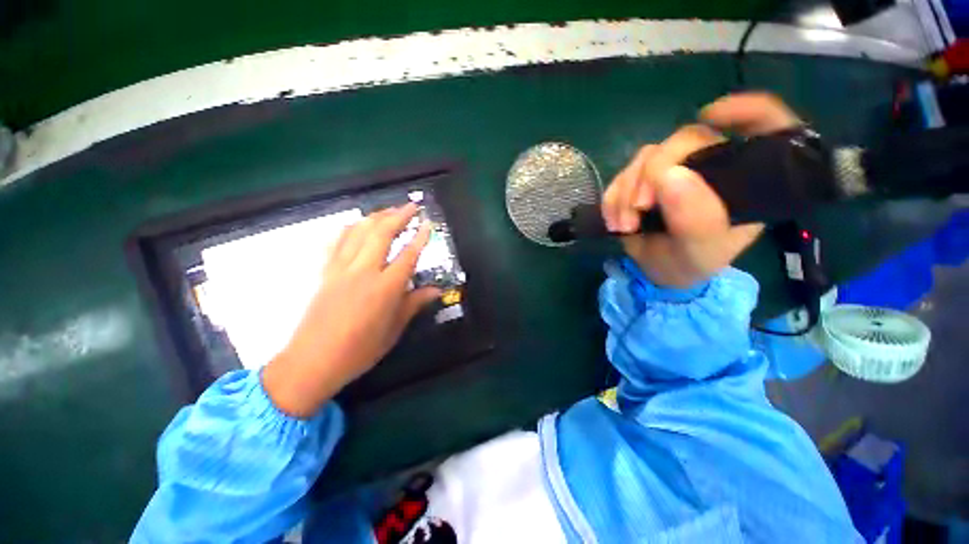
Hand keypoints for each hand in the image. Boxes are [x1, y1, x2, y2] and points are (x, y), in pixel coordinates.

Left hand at [262, 203, 440, 417]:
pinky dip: (349, 229)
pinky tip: (356, 225)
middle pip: (382, 234)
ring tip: (388, 210)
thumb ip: (414, 304)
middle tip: (411, 206)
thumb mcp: (394, 329)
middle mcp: (363, 271)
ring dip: (375, 217)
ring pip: (358, 232)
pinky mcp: (324, 272)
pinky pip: (336, 242)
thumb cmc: (360, 350)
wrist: (312, 362)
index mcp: (385, 288)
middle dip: (398, 216)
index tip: (428, 223)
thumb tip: (436, 290)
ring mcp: (340, 269)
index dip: (420, 237)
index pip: (408, 255)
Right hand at [602, 92, 801, 287]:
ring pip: (647, 156)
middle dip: (654, 171)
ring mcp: (675, 170)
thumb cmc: (690, 263)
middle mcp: (712, 166)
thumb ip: (695, 220)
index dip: (747, 110)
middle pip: (687, 139)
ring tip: (623, 225)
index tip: (711, 117)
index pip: (765, 125)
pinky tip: (614, 220)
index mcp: (745, 179)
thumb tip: (669, 175)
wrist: (657, 271)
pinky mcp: (644, 180)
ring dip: (626, 190)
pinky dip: (613, 196)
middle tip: (638, 207)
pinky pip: (622, 174)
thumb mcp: (700, 253)